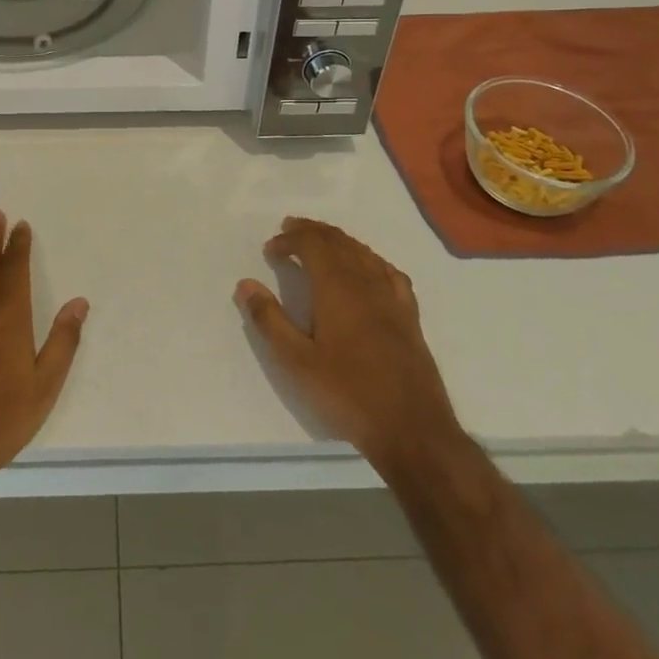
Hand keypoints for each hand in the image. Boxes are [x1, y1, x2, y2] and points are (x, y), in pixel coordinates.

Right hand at [236, 216, 460, 474]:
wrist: (412, 429)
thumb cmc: (348, 393)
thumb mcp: (297, 361)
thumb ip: (269, 319)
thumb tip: (245, 284)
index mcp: (337, 286)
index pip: (312, 244)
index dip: (289, 239)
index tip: (270, 249)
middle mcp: (366, 281)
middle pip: (338, 240)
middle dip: (311, 231)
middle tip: (289, 229)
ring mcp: (391, 296)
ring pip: (362, 251)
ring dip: (338, 240)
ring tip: (320, 241)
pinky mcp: (409, 314)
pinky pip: (386, 270)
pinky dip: (368, 258)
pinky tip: (366, 267)